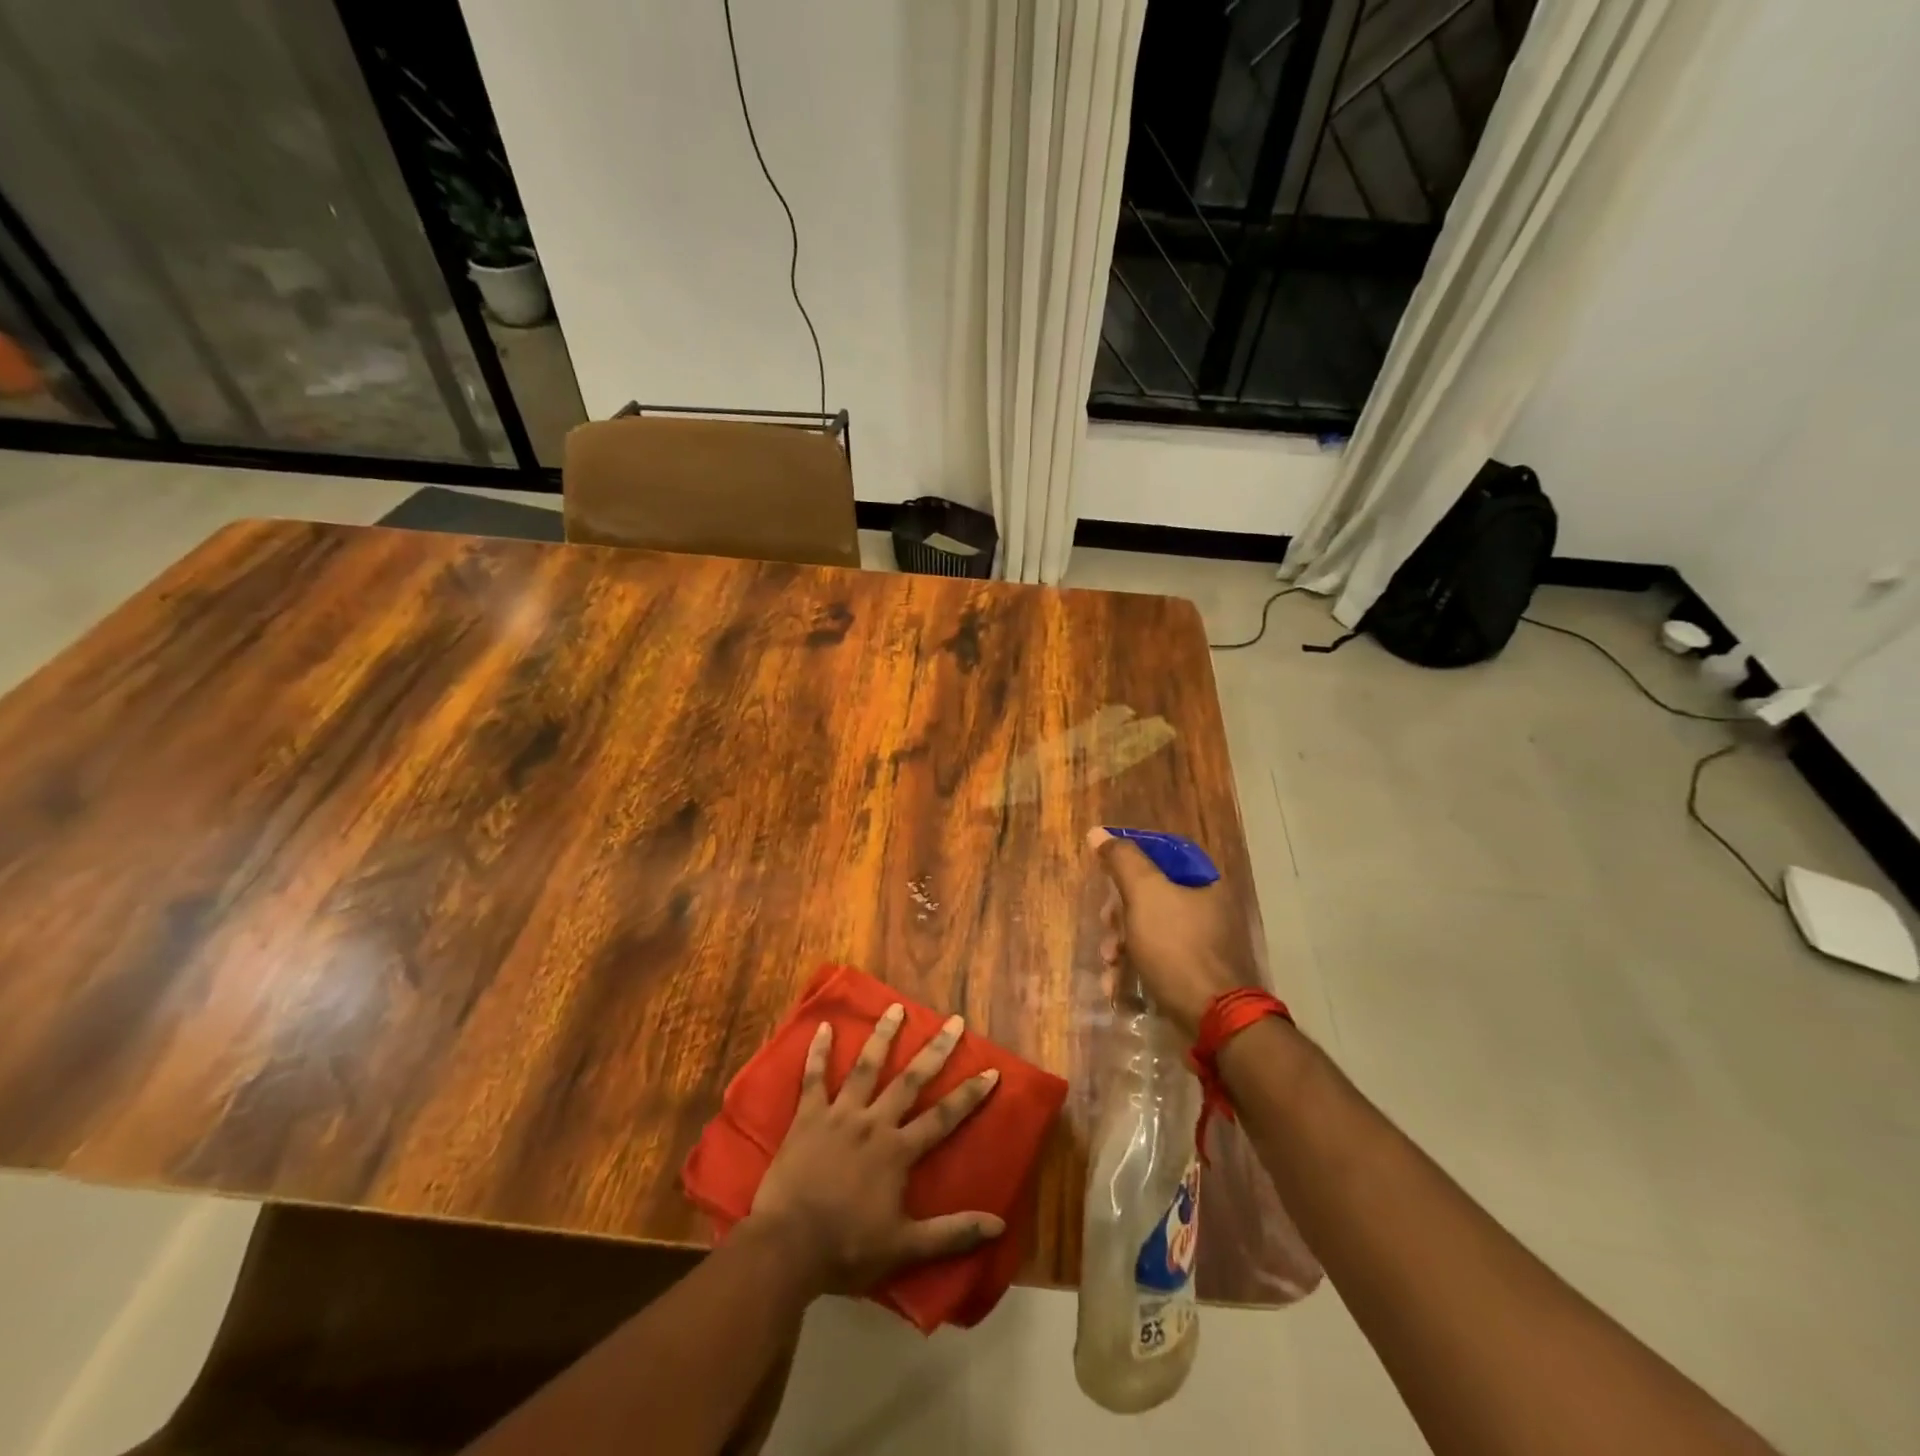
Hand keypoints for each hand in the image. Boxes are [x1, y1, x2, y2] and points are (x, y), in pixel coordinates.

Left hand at [746, 1005, 1002, 1294]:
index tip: (991, 1070)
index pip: (943, 1117)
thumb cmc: (847, 1248)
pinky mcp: (807, 1117)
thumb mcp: (905, 1247)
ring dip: (883, 1036)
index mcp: (898, 1151)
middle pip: (910, 1080)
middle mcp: (873, 1123)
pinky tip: (822, 1027)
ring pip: (865, 1067)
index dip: (969, 1094)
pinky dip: (818, 1052)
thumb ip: (952, 1234)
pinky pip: (813, 1078)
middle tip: (954, 1021)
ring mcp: (839, 1115)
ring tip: (895, 1007)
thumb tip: (999, 1225)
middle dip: (935, 1050)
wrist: (787, 1247)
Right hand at [1089, 826, 1261, 1038]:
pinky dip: (1133, 969)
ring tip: (1109, 964)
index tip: (1105, 872)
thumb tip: (1098, 833)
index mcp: (1204, 882)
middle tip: (1107, 925)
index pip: (1162, 853)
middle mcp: (1207, 908)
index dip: (1130, 859)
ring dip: (1120, 945)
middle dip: (1119, 912)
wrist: (1211, 1019)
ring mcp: (1201, 944)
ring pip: (1147, 930)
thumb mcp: (1144, 894)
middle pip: (1150, 894)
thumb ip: (1122, 860)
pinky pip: (1155, 960)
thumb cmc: (1176, 947)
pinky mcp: (1192, 975)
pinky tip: (1117, 986)